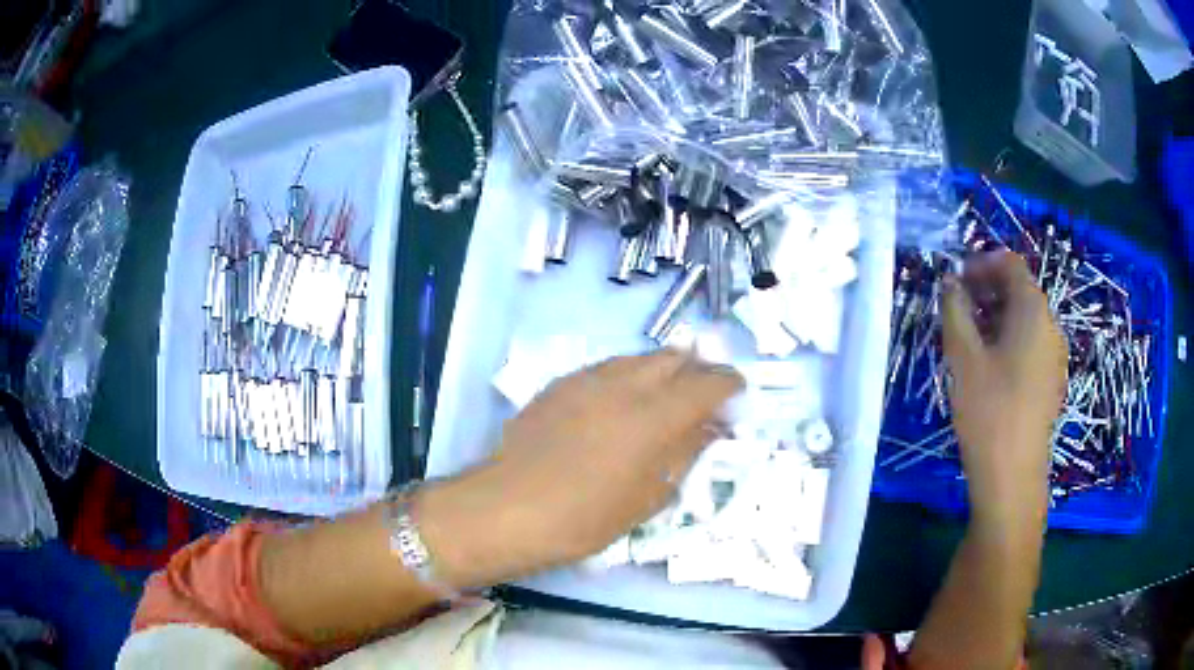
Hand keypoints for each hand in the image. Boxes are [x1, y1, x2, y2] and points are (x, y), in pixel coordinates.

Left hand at [418, 350, 742, 588]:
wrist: (510, 507)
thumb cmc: (586, 517)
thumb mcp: (649, 497)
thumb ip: (683, 455)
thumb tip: (707, 430)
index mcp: (657, 415)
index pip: (707, 383)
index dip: (728, 383)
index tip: (737, 390)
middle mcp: (626, 384)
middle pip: (673, 357)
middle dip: (696, 368)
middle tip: (702, 390)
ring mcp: (589, 379)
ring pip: (637, 358)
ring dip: (659, 369)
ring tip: (663, 393)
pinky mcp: (560, 383)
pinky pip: (605, 368)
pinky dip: (625, 377)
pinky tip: (618, 400)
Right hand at [942, 250, 1066, 535]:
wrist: (1013, 477)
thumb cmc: (989, 411)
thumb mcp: (963, 357)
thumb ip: (955, 310)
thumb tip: (950, 283)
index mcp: (1033, 311)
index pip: (1011, 264)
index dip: (982, 263)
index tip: (956, 280)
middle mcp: (1051, 326)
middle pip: (1021, 290)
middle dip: (987, 290)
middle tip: (958, 308)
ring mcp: (1055, 356)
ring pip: (1025, 320)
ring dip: (997, 316)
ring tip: (969, 339)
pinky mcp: (1051, 381)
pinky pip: (1031, 344)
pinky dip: (1009, 340)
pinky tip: (989, 367)